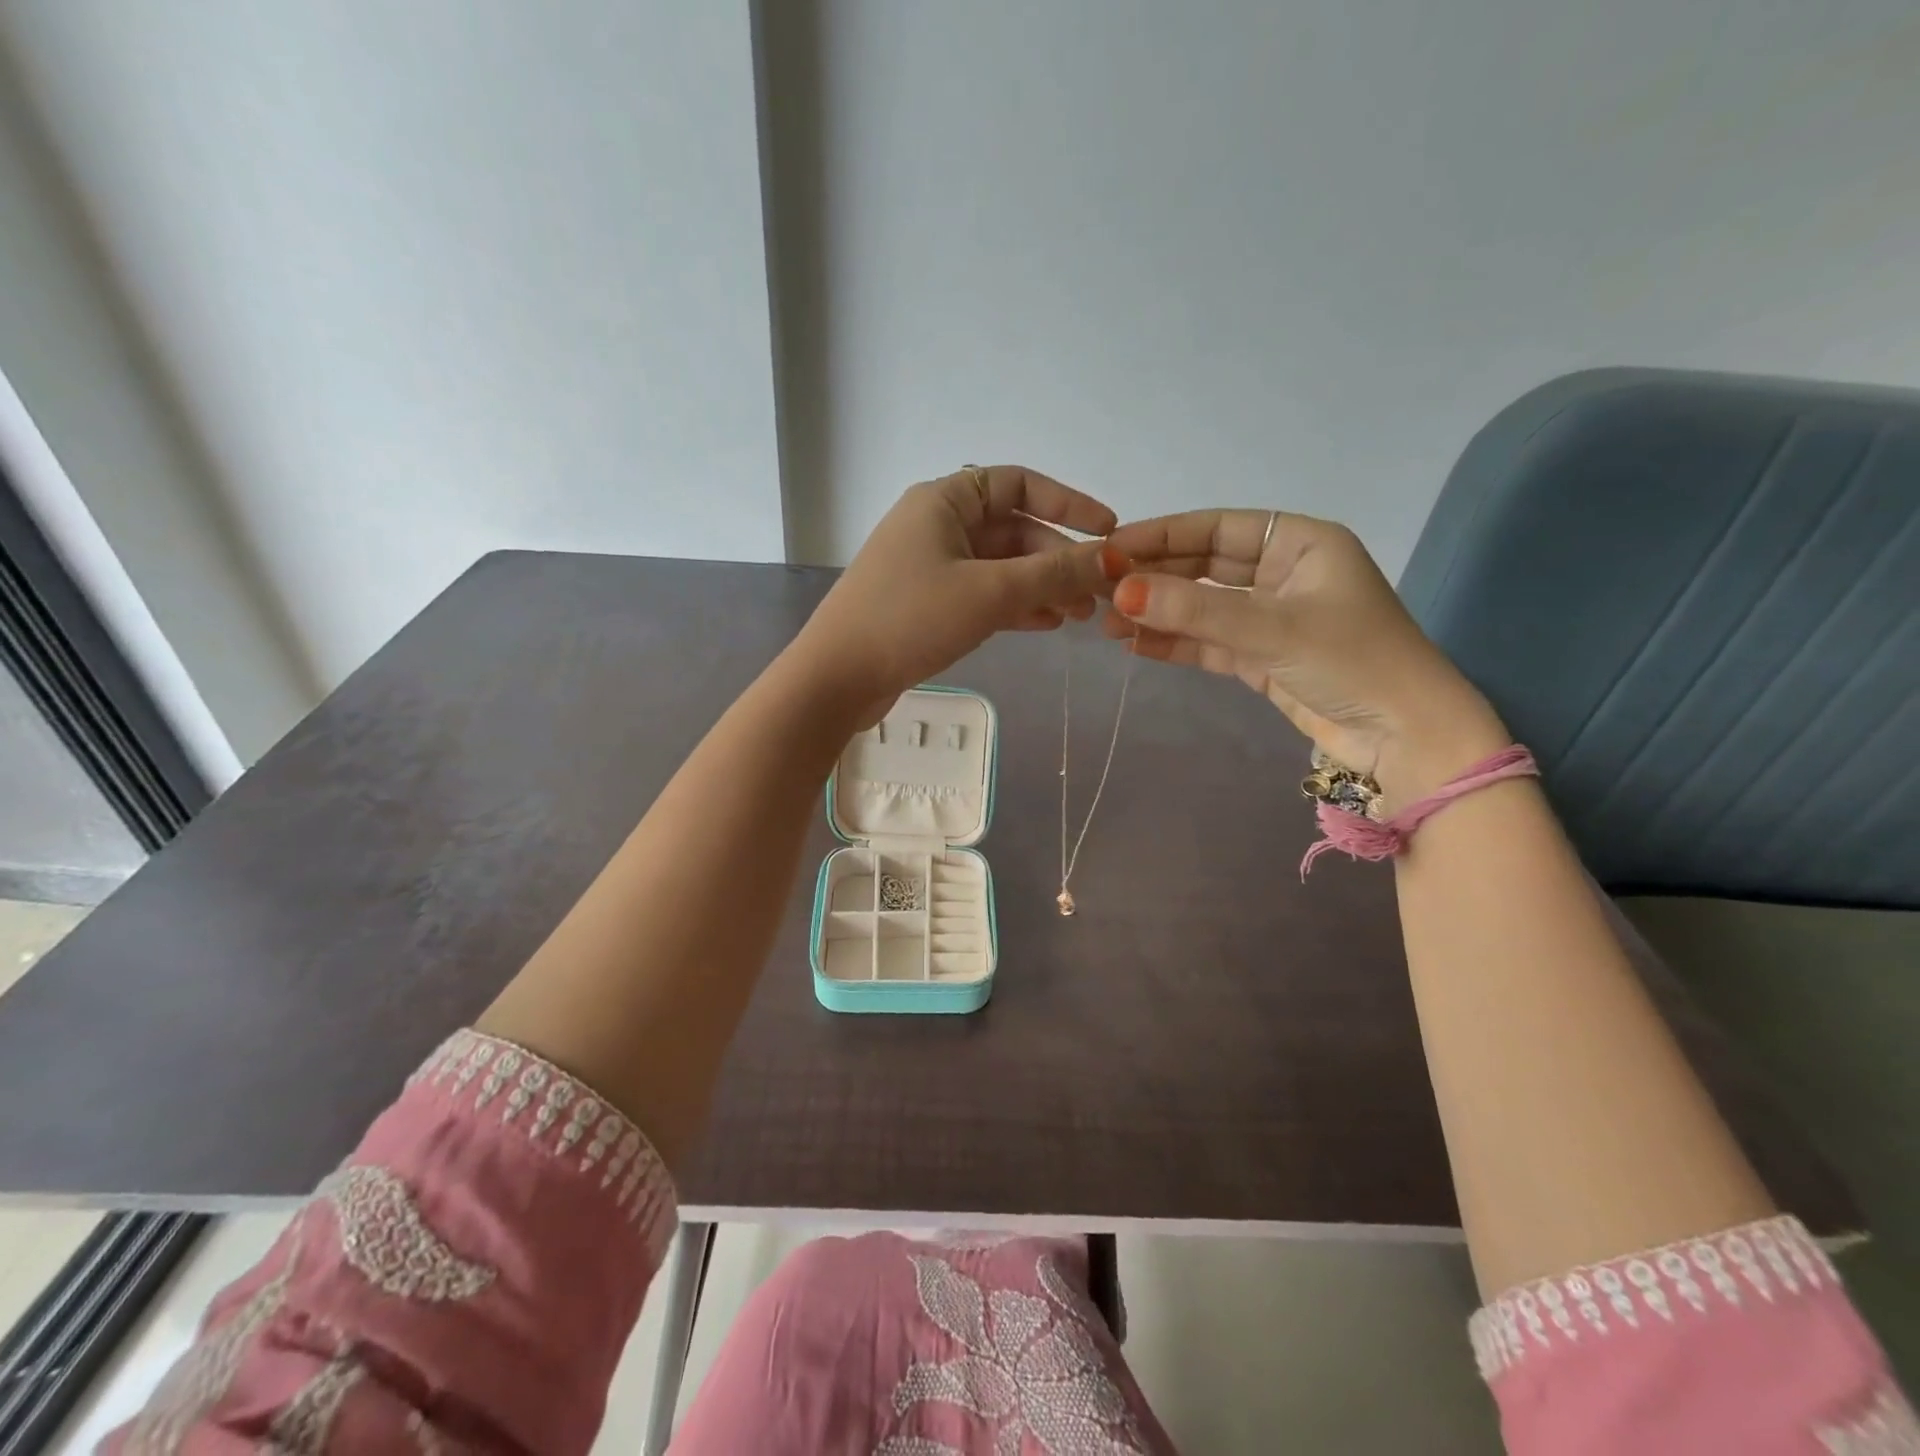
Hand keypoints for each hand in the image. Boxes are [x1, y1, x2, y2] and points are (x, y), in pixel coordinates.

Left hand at [793, 466, 1115, 718]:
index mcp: (945, 501)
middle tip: (1097, 593)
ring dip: (1041, 586)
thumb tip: (1113, 558)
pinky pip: (982, 594)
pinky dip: (1015, 606)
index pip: (1019, 484)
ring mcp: (930, 566)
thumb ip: (1054, 574)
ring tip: (1080, 616)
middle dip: (1058, 559)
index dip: (1068, 503)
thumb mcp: (990, 592)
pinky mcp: (926, 604)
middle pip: (1013, 530)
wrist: (838, 677)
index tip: (1108, 530)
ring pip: (1000, 567)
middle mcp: (937, 525)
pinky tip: (1047, 625)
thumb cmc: (911, 618)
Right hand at [1103, 509, 1506, 802]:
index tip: (1112, 549)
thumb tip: (1120, 591)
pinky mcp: (1261, 659)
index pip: (1217, 529)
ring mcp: (1270, 619)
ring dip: (1158, 613)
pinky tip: (1134, 645)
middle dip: (1154, 577)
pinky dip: (1174, 644)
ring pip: (1201, 608)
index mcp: (1299, 544)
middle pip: (1204, 567)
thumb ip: (1195, 612)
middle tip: (1099, 587)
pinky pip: (1208, 643)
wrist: (1404, 738)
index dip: (1163, 536)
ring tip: (1106, 621)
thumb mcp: (1272, 628)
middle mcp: (1282, 575)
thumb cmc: (1352, 661)